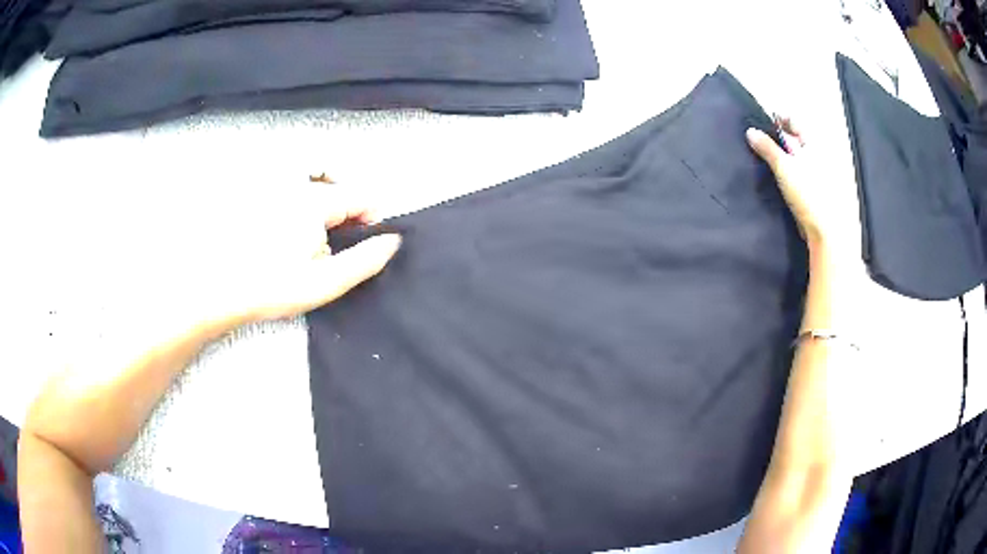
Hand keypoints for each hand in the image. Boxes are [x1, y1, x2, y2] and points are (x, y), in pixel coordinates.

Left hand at [199, 182, 401, 325]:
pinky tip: (286, 233)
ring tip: (307, 244)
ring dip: (322, 212)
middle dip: (344, 218)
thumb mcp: (324, 282)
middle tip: (329, 252)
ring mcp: (275, 185)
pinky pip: (293, 191)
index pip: (362, 197)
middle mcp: (296, 183)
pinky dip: (300, 207)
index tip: (359, 248)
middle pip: (339, 190)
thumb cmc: (272, 287)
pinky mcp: (259, 193)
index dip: (371, 221)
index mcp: (315, 201)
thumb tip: (393, 240)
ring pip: (316, 189)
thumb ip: (364, 260)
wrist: (218, 289)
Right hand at [746, 117, 853, 251]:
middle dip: (776, 139)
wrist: (825, 229)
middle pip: (794, 138)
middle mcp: (817, 155)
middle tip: (759, 142)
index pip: (793, 120)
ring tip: (765, 162)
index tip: (761, 124)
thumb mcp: (783, 166)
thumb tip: (750, 132)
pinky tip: (777, 181)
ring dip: (780, 158)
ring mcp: (817, 174)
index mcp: (813, 143)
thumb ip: (766, 147)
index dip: (777, 119)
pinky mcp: (813, 191)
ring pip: (795, 157)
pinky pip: (797, 174)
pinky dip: (786, 173)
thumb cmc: (808, 193)